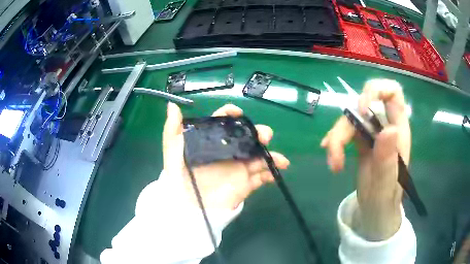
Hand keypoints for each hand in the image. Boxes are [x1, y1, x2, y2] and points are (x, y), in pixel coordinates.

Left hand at [163, 103, 289, 210]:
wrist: (186, 205)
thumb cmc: (178, 176)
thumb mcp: (171, 151)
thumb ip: (172, 128)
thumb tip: (172, 104)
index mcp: (213, 141)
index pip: (224, 122)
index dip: (231, 114)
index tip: (237, 113)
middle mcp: (227, 152)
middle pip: (248, 138)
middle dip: (259, 134)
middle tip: (264, 136)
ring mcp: (238, 168)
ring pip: (259, 157)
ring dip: (271, 155)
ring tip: (280, 159)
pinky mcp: (244, 184)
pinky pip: (261, 177)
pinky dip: (271, 174)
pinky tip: (276, 172)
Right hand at [321, 79, 410, 240]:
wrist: (375, 212)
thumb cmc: (384, 201)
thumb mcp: (385, 185)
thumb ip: (387, 160)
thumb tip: (388, 129)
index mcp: (398, 130)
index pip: (392, 93)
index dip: (375, 91)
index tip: (360, 110)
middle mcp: (385, 126)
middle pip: (361, 106)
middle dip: (345, 125)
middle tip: (334, 148)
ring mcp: (371, 133)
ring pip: (349, 120)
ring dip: (336, 139)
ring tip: (334, 163)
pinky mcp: (360, 142)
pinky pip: (344, 132)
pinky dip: (334, 141)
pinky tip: (330, 155)